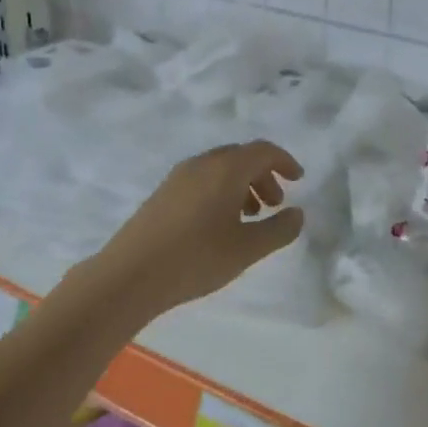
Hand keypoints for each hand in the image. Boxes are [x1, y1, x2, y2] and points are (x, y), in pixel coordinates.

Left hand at [89, 141, 305, 313]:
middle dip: (263, 176)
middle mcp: (202, 164)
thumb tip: (298, 214)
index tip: (298, 180)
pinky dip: (221, 192)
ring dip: (242, 185)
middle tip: (275, 205)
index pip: (263, 151)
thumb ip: (279, 229)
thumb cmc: (196, 258)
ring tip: (250, 218)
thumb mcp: (247, 249)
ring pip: (220, 169)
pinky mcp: (163, 194)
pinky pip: (202, 180)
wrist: (129, 276)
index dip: (284, 162)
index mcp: (226, 169)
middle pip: (241, 157)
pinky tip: (220, 225)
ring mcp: (178, 177)